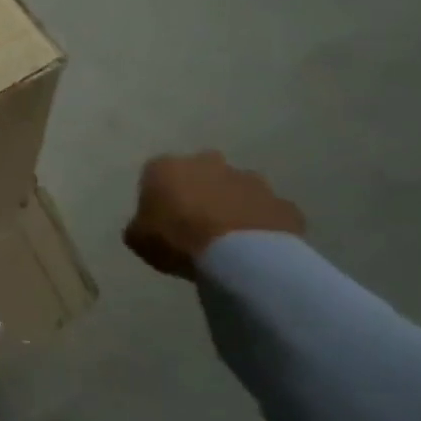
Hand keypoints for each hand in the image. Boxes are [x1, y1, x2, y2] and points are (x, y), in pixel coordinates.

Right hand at [124, 151, 305, 279]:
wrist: (240, 257)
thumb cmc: (176, 240)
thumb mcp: (137, 238)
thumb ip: (140, 224)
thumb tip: (148, 224)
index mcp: (167, 167)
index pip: (156, 174)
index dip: (158, 195)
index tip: (159, 217)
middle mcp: (209, 163)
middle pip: (201, 173)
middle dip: (199, 190)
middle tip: (194, 221)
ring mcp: (251, 181)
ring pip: (237, 189)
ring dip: (231, 205)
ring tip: (226, 237)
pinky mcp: (282, 203)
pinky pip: (266, 212)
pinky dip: (259, 224)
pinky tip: (252, 247)